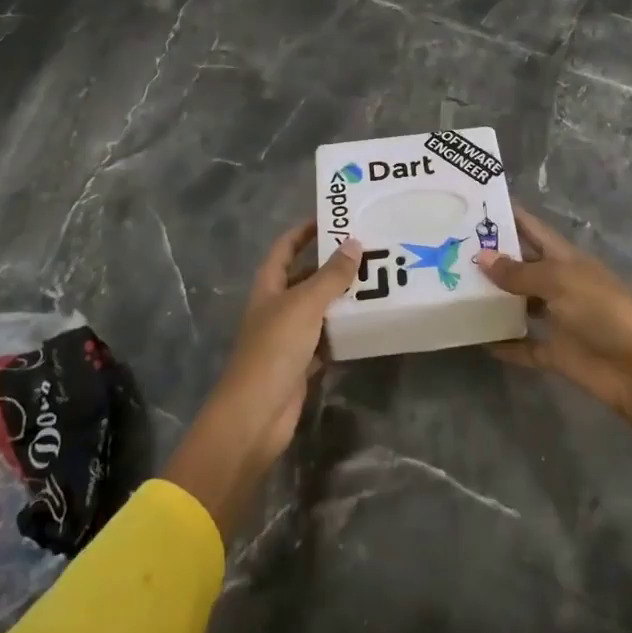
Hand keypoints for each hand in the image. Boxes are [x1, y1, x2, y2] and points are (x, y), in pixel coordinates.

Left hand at [163, 223, 359, 538]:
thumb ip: (331, 276)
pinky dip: (342, 331)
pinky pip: (326, 339)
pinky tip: (367, 323)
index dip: (304, 231)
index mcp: (269, 286)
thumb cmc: (274, 349)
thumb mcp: (305, 305)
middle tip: (368, 250)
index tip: (333, 217)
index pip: (285, 247)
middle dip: (332, 264)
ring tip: (376, 281)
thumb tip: (354, 243)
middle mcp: (276, 307)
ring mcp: (288, 336)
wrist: (255, 415)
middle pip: (305, 277)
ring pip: (318, 308)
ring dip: (341, 298)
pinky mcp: (301, 363)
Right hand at [474, 209, 631, 415]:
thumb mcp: (559, 281)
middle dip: (491, 257)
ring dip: (494, 299)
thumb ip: (519, 272)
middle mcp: (559, 283)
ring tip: (454, 290)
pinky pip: (524, 346)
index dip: (507, 214)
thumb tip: (481, 256)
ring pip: (519, 304)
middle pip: (521, 265)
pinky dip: (504, 344)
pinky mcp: (556, 352)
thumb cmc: (602, 309)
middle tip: (449, 248)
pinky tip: (477, 339)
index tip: (474, 204)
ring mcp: (558, 318)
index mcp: (564, 258)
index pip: (531, 228)